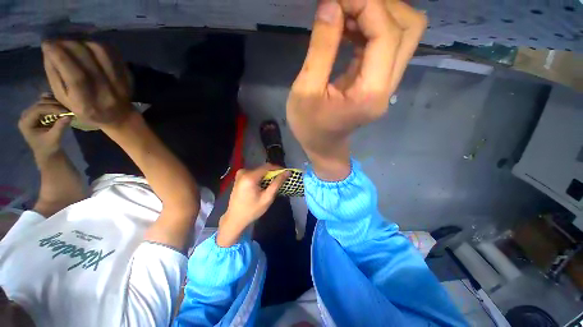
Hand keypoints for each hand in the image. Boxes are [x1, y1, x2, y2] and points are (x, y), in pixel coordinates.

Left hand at [18, 94, 71, 162]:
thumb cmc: (49, 147)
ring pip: (42, 102)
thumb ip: (60, 127)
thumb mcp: (54, 139)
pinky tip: (59, 104)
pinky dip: (52, 102)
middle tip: (67, 108)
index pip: (38, 109)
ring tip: (65, 107)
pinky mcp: (36, 113)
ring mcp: (30, 113)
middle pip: (39, 104)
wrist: (46, 152)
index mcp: (26, 123)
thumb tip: (69, 116)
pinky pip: (43, 103)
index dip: (52, 108)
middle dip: (54, 104)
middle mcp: (25, 116)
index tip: (65, 111)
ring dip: (54, 103)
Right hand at [41, 40, 132, 128]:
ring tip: (73, 43)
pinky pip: (115, 54)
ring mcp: (121, 84)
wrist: (119, 115)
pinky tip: (89, 45)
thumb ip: (55, 76)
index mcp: (87, 103)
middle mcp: (106, 93)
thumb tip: (49, 51)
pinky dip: (99, 44)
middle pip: (88, 61)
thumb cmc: (85, 109)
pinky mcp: (128, 76)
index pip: (76, 77)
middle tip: (58, 41)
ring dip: (84, 42)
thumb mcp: (64, 98)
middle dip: (69, 45)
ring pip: (102, 53)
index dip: (60, 57)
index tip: (47, 44)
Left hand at [217, 164, 288, 246]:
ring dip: (267, 176)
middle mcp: (244, 172)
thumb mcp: (267, 198)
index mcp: (250, 177)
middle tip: (280, 181)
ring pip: (259, 171)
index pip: (268, 166)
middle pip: (263, 168)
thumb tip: (287, 173)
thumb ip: (277, 183)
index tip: (286, 173)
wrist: (235, 218)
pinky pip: (254, 173)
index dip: (278, 168)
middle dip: (273, 173)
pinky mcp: (239, 177)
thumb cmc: (252, 210)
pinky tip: (263, 186)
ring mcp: (240, 174)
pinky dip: (261, 178)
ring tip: (273, 184)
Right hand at [287, 0, 425, 177]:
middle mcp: (387, 86)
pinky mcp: (378, 82)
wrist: (322, 146)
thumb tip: (331, 5)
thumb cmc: (309, 126)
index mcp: (370, 93)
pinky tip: (348, 28)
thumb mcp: (306, 91)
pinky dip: (371, 28)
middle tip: (346, 4)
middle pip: (409, 28)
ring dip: (377, 15)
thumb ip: (320, 48)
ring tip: (344, 13)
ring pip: (402, 34)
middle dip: (380, 5)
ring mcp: (386, 84)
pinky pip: (386, 45)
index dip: (366, 5)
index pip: (386, 34)